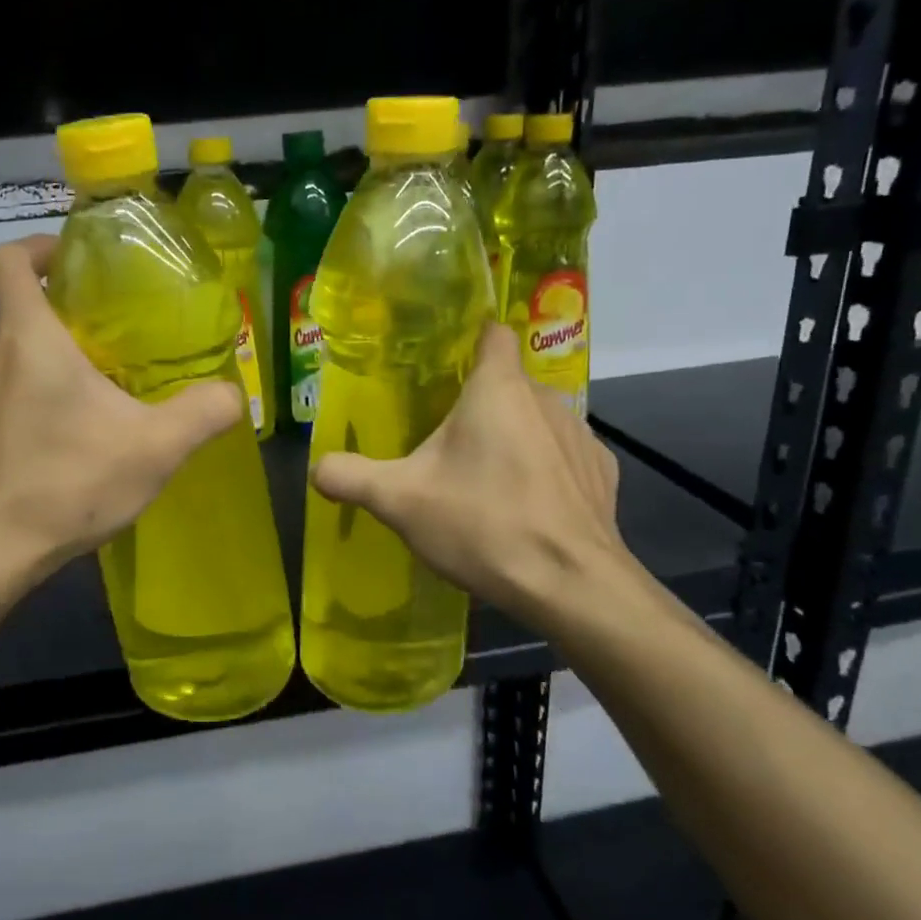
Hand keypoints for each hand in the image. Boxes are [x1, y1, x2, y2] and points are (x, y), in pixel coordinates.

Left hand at [0, 235, 244, 590]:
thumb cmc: (66, 484)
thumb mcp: (155, 448)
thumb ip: (204, 412)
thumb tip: (233, 394)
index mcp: (26, 337)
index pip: (8, 258)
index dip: (41, 246)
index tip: (80, 263)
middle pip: (19, 304)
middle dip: (67, 306)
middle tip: (119, 330)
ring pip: (13, 348)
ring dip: (53, 351)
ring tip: (104, 381)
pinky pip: (4, 386)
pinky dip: (36, 388)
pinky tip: (75, 431)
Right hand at [312, 322, 665, 650]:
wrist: (571, 586)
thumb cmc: (483, 525)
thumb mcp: (399, 502)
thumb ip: (351, 477)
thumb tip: (317, 468)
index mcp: (498, 389)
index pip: (492, 333)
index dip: (469, 340)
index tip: (445, 364)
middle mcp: (547, 398)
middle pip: (508, 383)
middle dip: (480, 404)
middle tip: (446, 440)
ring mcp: (582, 436)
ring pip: (538, 420)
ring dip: (515, 437)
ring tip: (486, 480)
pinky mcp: (603, 474)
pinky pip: (565, 457)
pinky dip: (546, 471)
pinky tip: (528, 507)